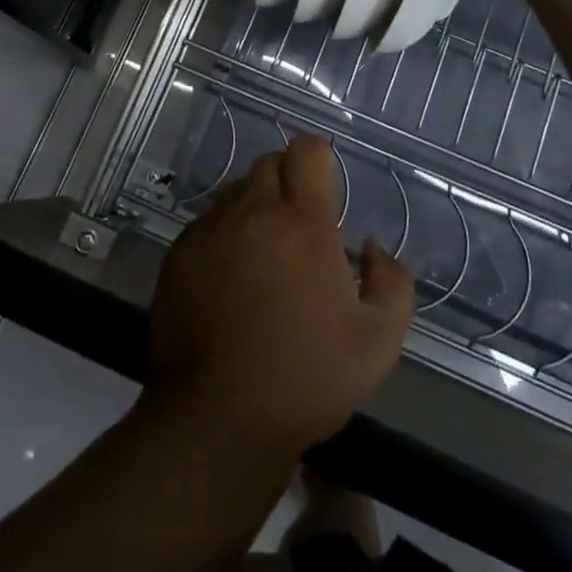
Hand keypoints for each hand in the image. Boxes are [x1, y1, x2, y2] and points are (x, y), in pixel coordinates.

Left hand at [148, 136, 414, 457]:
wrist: (216, 420)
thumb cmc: (305, 379)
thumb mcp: (378, 343)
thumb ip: (392, 282)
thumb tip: (372, 247)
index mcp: (302, 222)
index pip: (306, 151)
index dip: (319, 161)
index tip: (325, 190)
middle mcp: (252, 212)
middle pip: (269, 164)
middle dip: (288, 183)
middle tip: (300, 228)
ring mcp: (210, 229)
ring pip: (237, 191)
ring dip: (256, 208)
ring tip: (265, 255)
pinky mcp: (179, 252)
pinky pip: (208, 222)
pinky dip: (225, 234)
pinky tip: (230, 278)